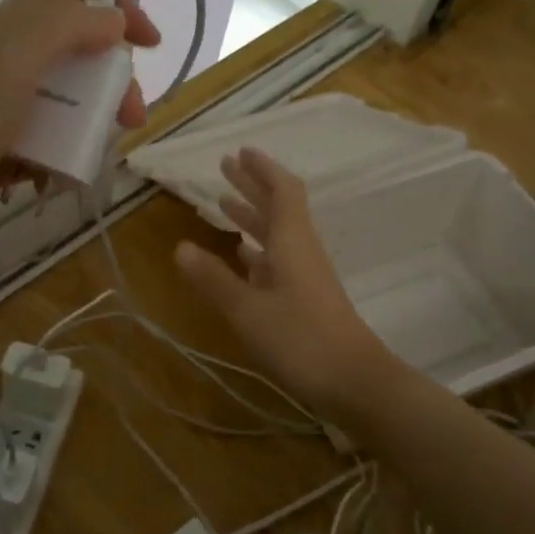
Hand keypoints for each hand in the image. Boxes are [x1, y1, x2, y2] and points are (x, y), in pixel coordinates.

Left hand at [0, 0, 159, 299]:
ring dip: (86, 127)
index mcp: (4, 29)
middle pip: (75, 55)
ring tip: (91, 159)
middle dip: (110, 81)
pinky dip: (56, 162)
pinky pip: (43, 148)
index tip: (151, 47)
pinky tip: (51, 184)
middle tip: (130, 118)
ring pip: (63, 106)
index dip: (116, 9)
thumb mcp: (14, 58)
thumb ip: (69, 26)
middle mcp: (0, 63)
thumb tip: (114, 17)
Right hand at [173, 148, 394, 413]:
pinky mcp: (306, 298)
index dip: (262, 169)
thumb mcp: (248, 310)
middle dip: (251, 186)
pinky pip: (278, 260)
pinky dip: (257, 250)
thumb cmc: (300, 339)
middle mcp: (301, 250)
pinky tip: (241, 255)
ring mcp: (305, 276)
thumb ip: (214, 279)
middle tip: (225, 167)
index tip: (240, 151)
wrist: (355, 382)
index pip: (282, 191)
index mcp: (292, 242)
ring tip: (223, 204)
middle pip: (278, 207)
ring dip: (252, 216)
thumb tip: (180, 246)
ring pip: (277, 234)